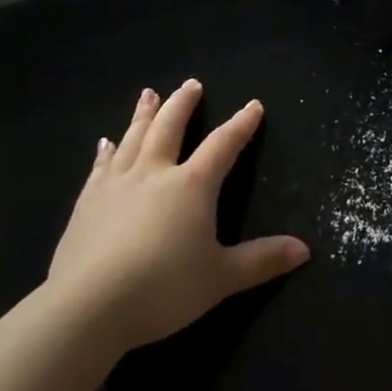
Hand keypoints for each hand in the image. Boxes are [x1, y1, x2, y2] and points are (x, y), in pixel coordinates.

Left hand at [48, 79, 309, 350]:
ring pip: (134, 138)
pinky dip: (106, 151)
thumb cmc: (162, 288)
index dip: (241, 125)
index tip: (253, 106)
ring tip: (149, 93)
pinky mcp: (87, 202)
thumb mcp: (221, 278)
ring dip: (144, 114)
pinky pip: (100, 167)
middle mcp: (155, 173)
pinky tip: (105, 143)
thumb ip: (261, 261)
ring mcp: (117, 184)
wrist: (88, 306)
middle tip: (192, 84)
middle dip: (184, 104)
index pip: (223, 145)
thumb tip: (305, 249)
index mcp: (193, 185)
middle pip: (171, 127)